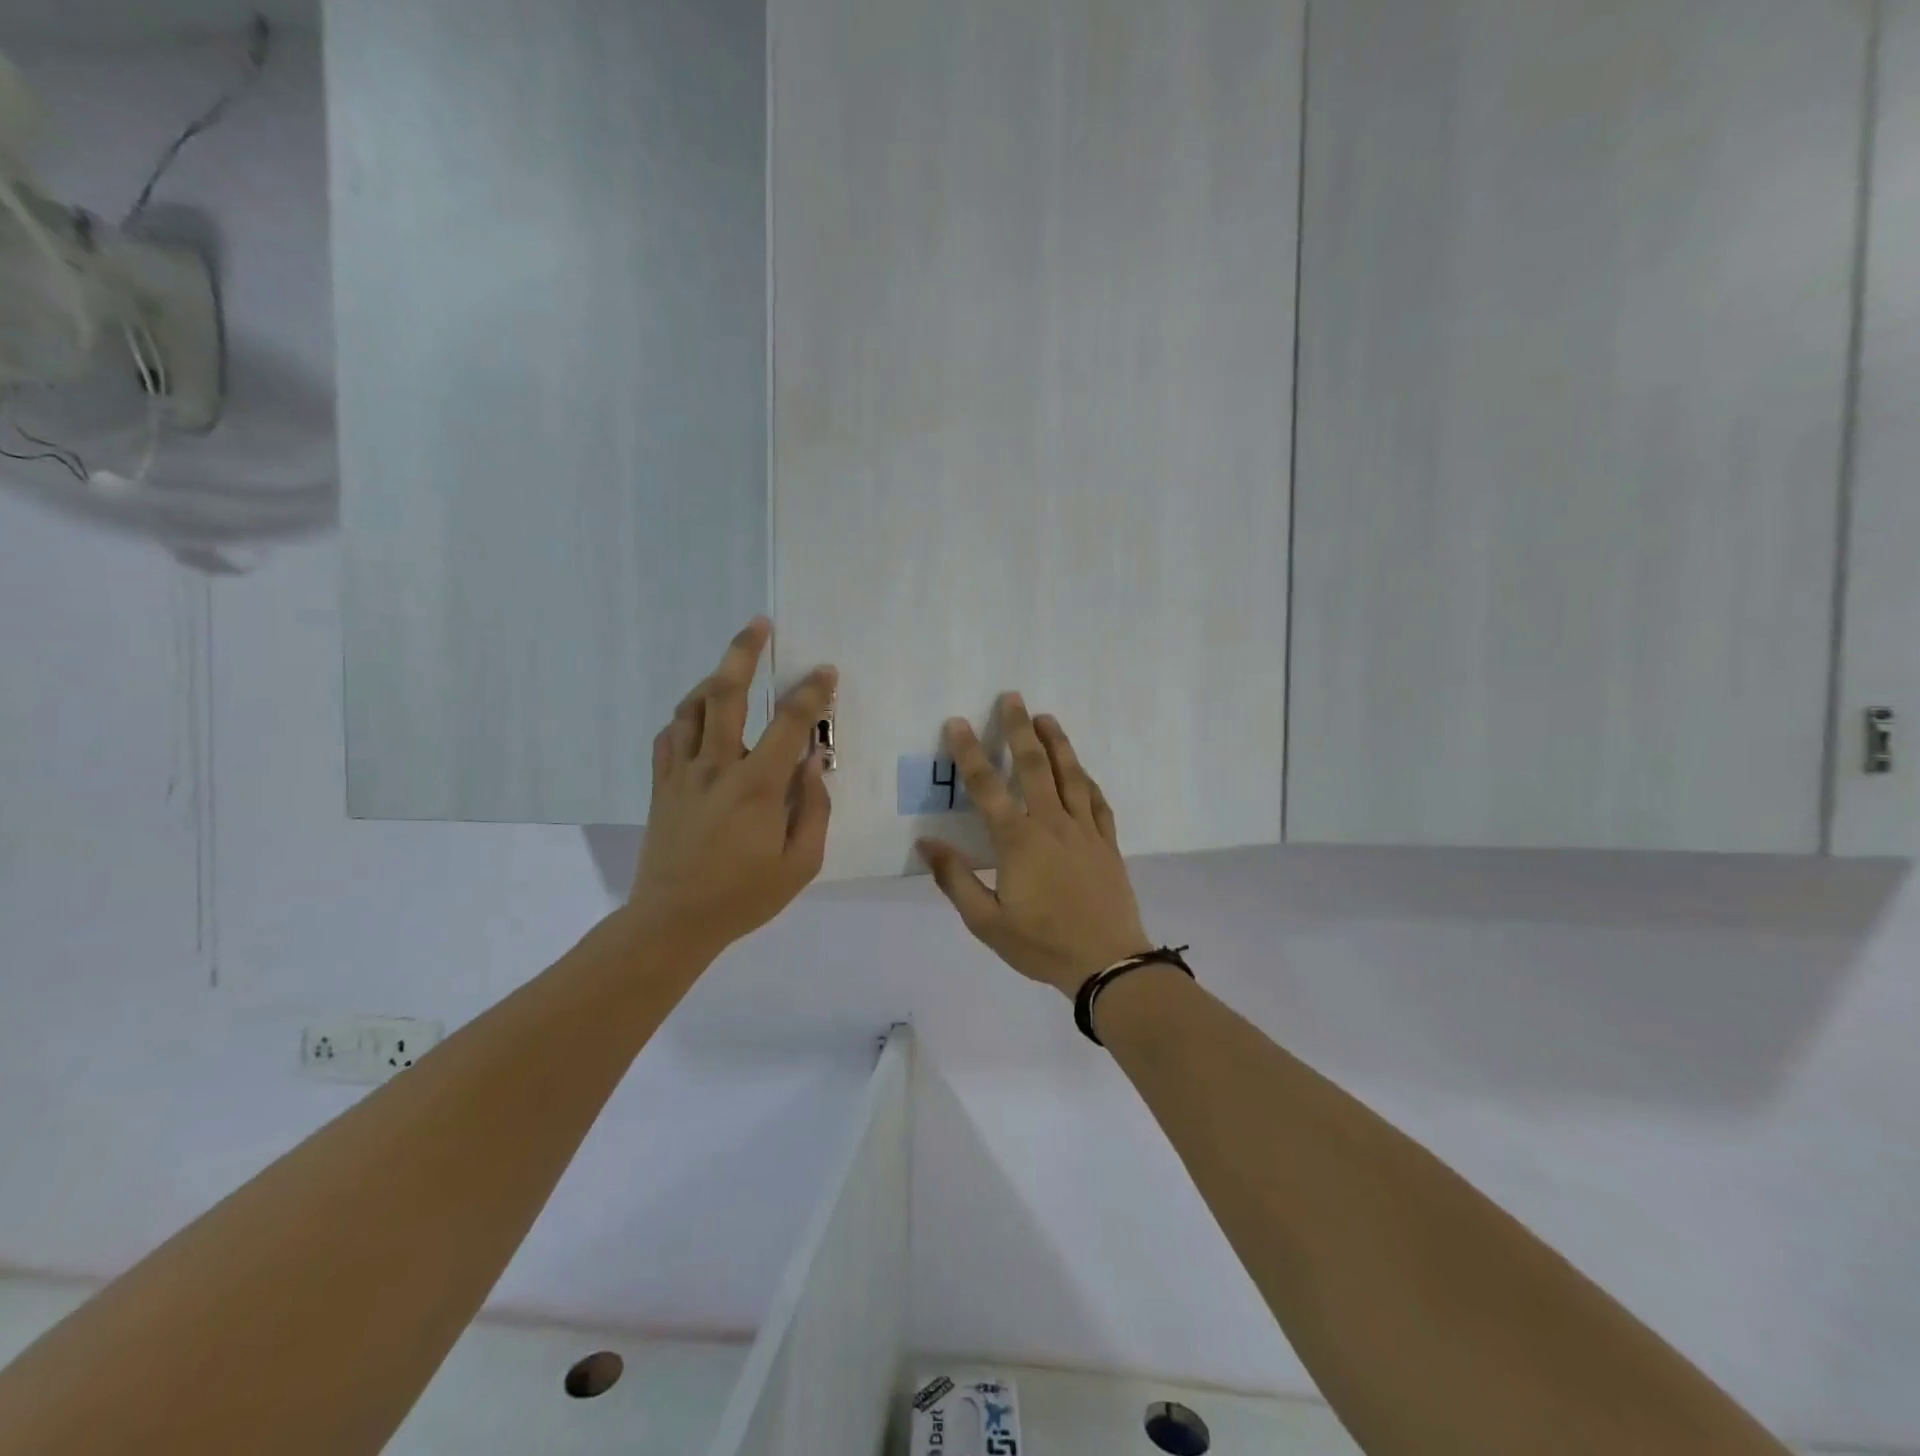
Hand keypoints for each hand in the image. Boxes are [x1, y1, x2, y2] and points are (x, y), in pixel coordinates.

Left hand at [627, 618, 836, 958]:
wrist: (672, 921)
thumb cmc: (744, 896)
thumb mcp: (801, 864)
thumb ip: (814, 809)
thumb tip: (814, 763)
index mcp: (756, 786)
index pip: (789, 723)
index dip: (811, 692)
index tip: (826, 672)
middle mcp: (716, 767)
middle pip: (726, 694)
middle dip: (744, 653)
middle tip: (759, 624)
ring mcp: (682, 773)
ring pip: (692, 707)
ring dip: (714, 679)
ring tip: (731, 668)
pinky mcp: (661, 785)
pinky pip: (669, 735)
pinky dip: (686, 716)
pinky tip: (698, 716)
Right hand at [916, 695, 1150, 996]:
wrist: (1108, 963)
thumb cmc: (1041, 943)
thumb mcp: (986, 922)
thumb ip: (955, 879)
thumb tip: (926, 842)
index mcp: (1018, 840)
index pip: (987, 786)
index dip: (969, 752)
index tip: (957, 722)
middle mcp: (1052, 823)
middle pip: (1034, 766)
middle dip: (1019, 729)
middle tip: (1012, 697)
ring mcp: (1085, 830)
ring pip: (1071, 776)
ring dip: (1058, 743)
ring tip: (1047, 717)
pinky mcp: (1108, 843)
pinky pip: (1098, 802)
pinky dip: (1088, 781)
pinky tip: (1083, 772)